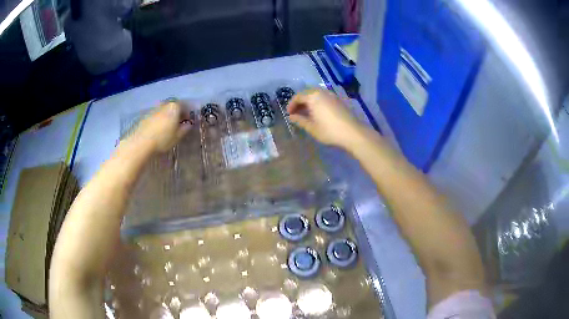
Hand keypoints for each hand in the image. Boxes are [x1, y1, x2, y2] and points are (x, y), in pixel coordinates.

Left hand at [133, 101, 191, 151]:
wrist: (141, 142)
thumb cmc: (162, 139)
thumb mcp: (177, 136)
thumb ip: (185, 129)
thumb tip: (189, 124)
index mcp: (174, 107)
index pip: (185, 106)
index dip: (187, 113)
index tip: (188, 120)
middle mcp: (164, 104)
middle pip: (173, 106)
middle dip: (177, 112)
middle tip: (179, 122)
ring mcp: (154, 108)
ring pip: (164, 109)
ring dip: (168, 115)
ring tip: (168, 125)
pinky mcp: (146, 115)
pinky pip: (156, 114)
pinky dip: (159, 118)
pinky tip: (158, 127)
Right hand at [287, 89, 362, 148]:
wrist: (353, 132)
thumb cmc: (329, 130)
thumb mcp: (312, 127)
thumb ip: (300, 120)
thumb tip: (292, 117)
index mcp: (313, 96)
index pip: (298, 97)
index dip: (291, 105)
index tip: (289, 114)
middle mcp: (321, 92)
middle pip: (307, 93)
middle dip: (300, 102)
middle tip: (296, 113)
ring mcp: (331, 95)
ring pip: (316, 94)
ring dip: (309, 102)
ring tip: (306, 114)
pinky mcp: (338, 99)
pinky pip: (323, 97)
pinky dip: (317, 102)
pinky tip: (317, 113)